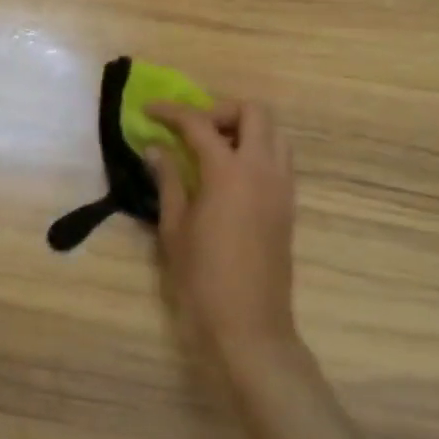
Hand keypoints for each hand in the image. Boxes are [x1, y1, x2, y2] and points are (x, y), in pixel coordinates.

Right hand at [145, 100, 298, 375]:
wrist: (249, 327)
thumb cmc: (202, 279)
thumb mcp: (174, 228)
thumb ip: (168, 180)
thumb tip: (155, 149)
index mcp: (229, 172)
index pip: (199, 123)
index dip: (171, 112)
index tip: (149, 111)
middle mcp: (262, 169)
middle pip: (253, 112)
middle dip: (220, 110)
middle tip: (192, 130)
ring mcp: (282, 187)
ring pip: (274, 132)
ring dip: (244, 129)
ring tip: (213, 150)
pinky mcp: (289, 205)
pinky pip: (279, 158)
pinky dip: (257, 151)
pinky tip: (229, 176)